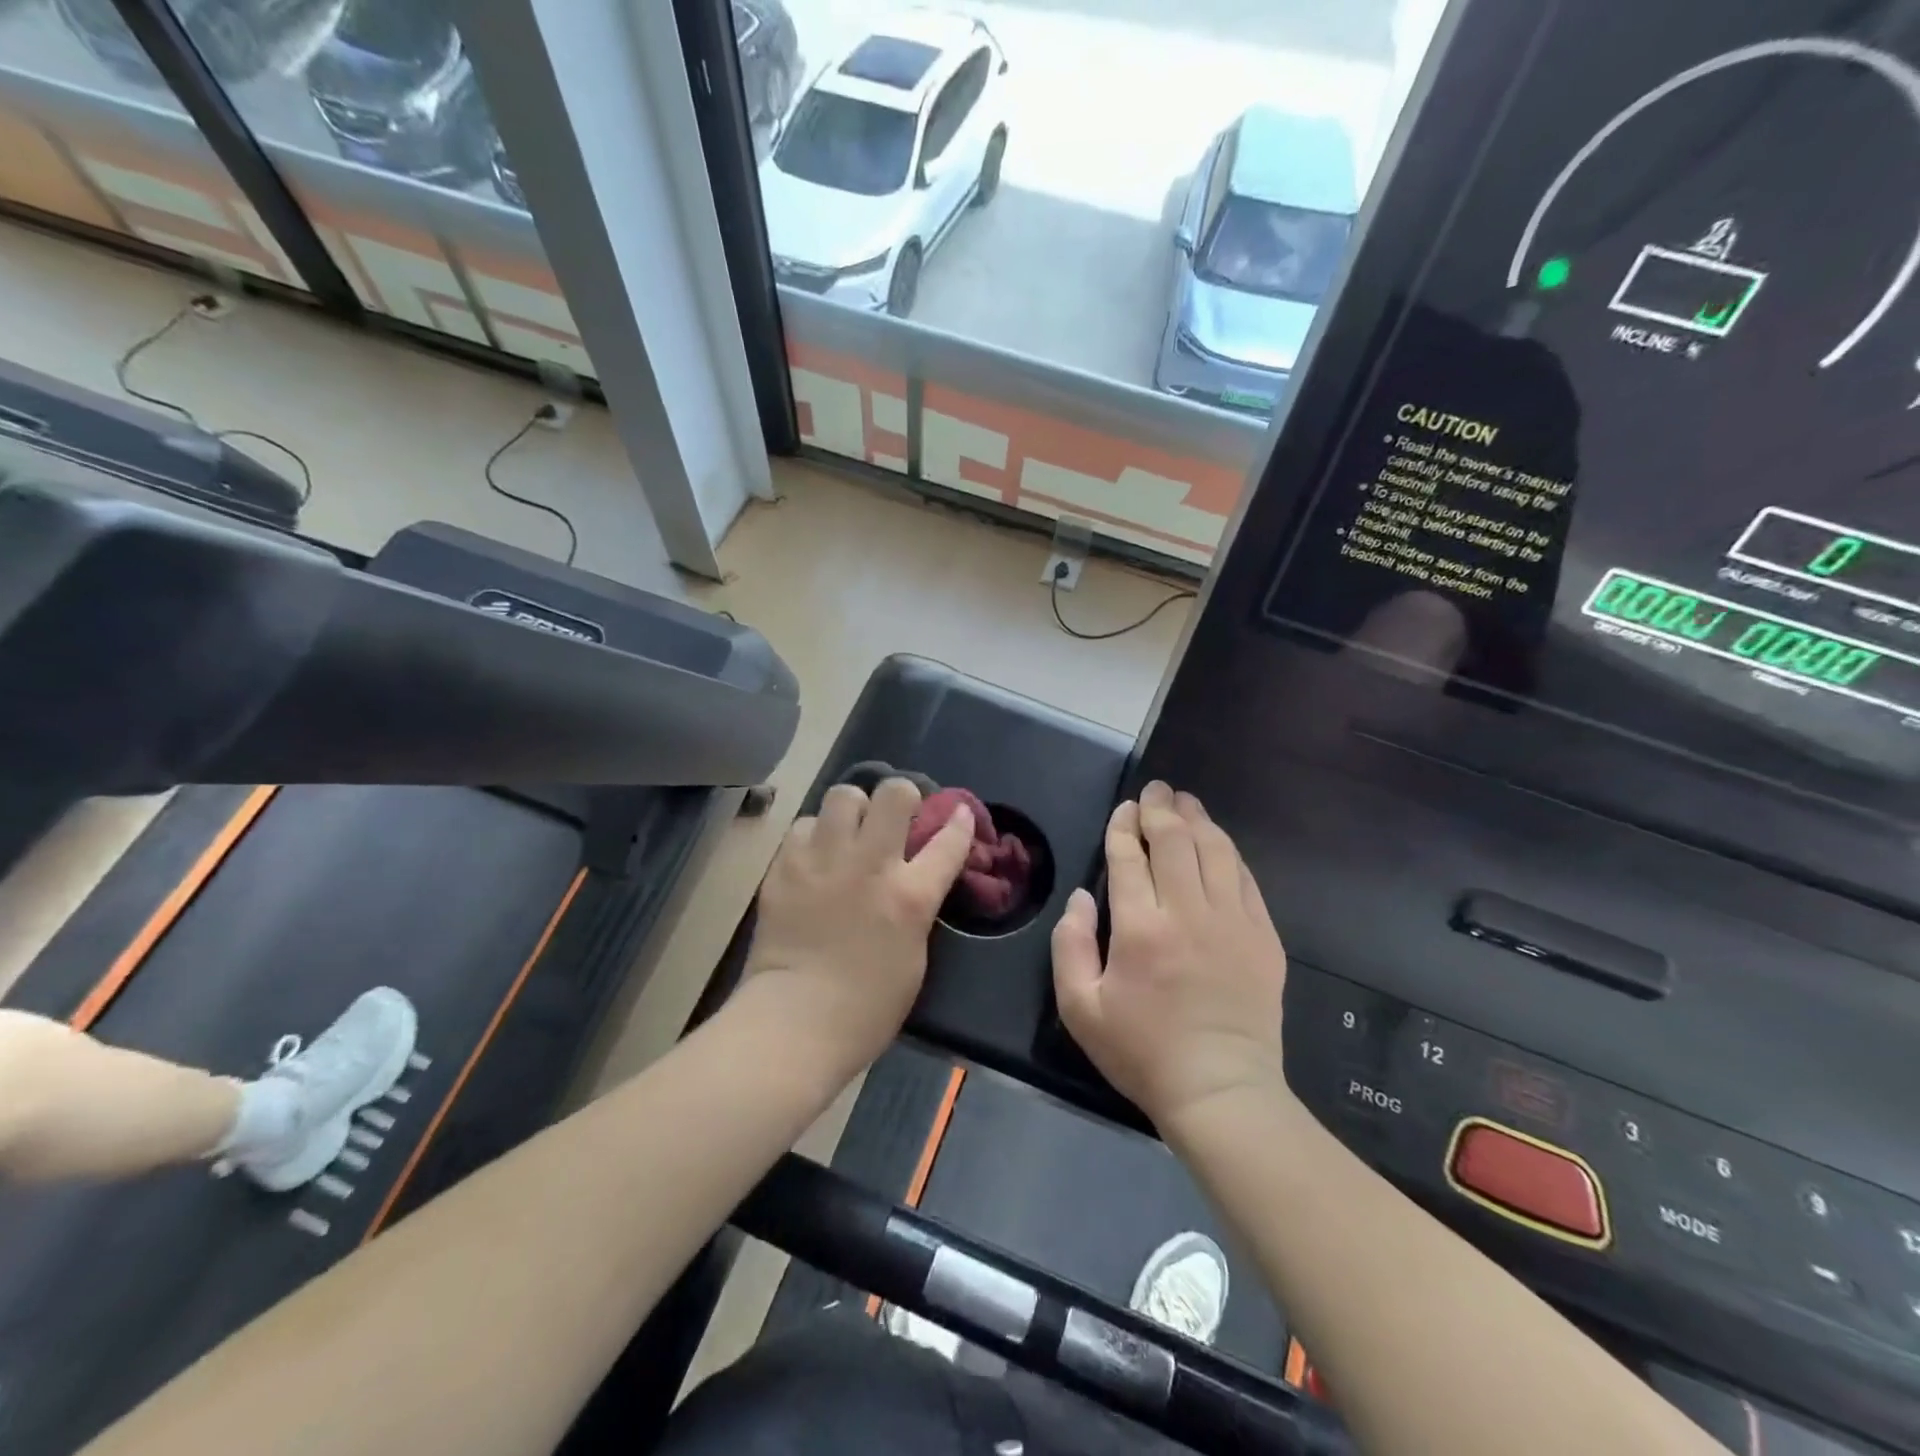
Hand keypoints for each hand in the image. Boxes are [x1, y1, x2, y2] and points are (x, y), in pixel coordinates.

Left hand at [745, 778, 974, 1070]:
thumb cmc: (867, 1007)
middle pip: (894, 794)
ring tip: (849, 831)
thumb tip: (914, 879)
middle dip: (902, 797)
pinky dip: (814, 835)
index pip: (949, 840)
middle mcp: (870, 864)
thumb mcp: (915, 956)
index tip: (960, 814)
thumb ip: (917, 907)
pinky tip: (815, 857)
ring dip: (853, 809)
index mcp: (910, 895)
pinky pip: (804, 825)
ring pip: (844, 795)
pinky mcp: (785, 866)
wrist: (795, 1021)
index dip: (961, 821)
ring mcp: (823, 860)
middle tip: (895, 818)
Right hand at [1052, 781, 1288, 1127]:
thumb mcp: (1080, 1007)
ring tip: (1185, 802)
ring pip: (1216, 851)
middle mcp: (1188, 913)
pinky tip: (1218, 843)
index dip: (1124, 827)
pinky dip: (1228, 852)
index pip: (1130, 857)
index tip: (1123, 810)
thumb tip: (1082, 897)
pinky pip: (1245, 878)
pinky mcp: (1263, 936)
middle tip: (1155, 790)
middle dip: (1161, 809)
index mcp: (1140, 928)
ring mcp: (1232, 922)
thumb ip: (1070, 944)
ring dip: (1198, 820)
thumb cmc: (1142, 1051)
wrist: (1220, 1091)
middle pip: (1176, 841)